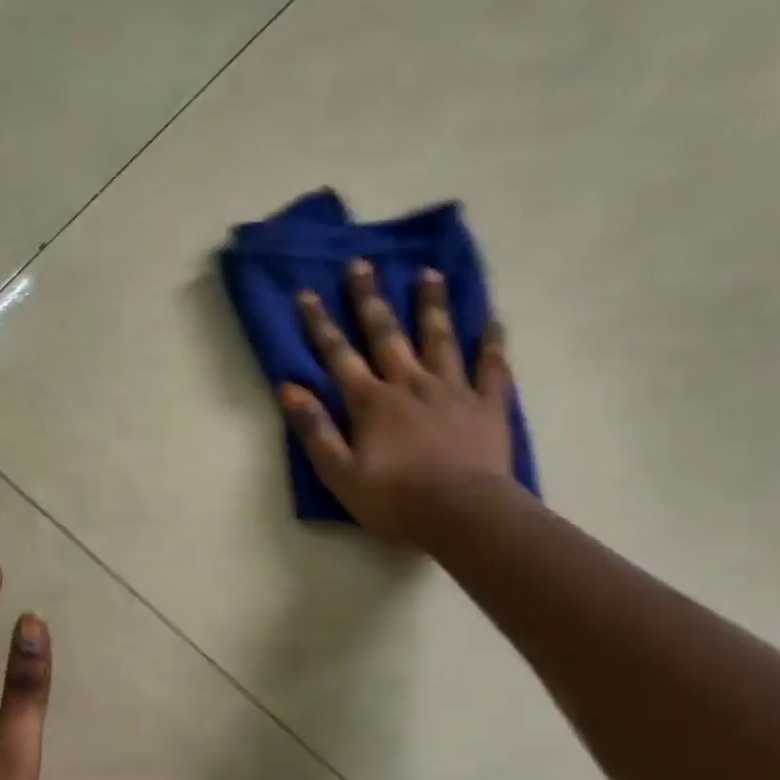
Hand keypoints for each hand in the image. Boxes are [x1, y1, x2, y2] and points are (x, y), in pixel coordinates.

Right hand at [279, 259, 521, 543]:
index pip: (339, 356)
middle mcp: (410, 384)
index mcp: (372, 403)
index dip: (319, 325)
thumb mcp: (340, 474)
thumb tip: (287, 388)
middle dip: (370, 300)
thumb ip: (315, 431)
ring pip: (439, 339)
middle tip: (362, 264)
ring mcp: (452, 390)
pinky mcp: (487, 405)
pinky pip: (491, 366)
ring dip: (431, 306)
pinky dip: (491, 341)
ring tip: (428, 274)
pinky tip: (491, 319)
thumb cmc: (396, 501)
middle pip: (387, 335)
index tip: (306, 293)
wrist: (463, 515)